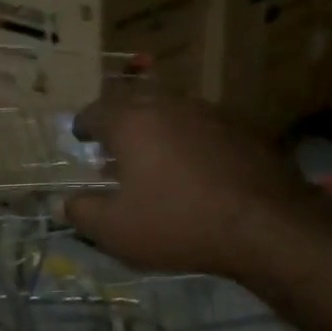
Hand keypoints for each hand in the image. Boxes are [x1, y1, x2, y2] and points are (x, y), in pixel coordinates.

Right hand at [63, 85, 313, 279]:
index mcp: (133, 121)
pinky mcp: (242, 127)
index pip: (97, 110)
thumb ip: (83, 213)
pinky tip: (195, 164)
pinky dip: (190, 138)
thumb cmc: (178, 223)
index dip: (84, 123)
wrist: (265, 223)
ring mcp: (210, 112)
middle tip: (114, 140)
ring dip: (157, 126)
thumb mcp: (117, 230)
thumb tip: (66, 202)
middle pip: (136, 99)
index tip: (80, 134)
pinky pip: (204, 125)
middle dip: (120, 117)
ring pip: (173, 109)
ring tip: (153, 153)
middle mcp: (170, 105)